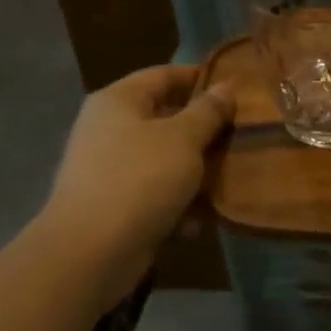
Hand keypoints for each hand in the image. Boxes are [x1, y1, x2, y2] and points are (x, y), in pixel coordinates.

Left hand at [33, 65, 233, 288]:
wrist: (89, 255)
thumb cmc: (139, 180)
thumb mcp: (184, 139)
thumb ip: (209, 111)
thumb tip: (226, 88)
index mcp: (119, 101)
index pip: (165, 75)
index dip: (201, 77)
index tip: (237, 89)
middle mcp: (109, 129)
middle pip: (166, 118)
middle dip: (205, 130)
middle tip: (241, 136)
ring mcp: (109, 169)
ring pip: (165, 159)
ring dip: (196, 171)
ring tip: (229, 179)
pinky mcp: (114, 206)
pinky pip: (154, 194)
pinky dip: (177, 204)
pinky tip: (199, 221)